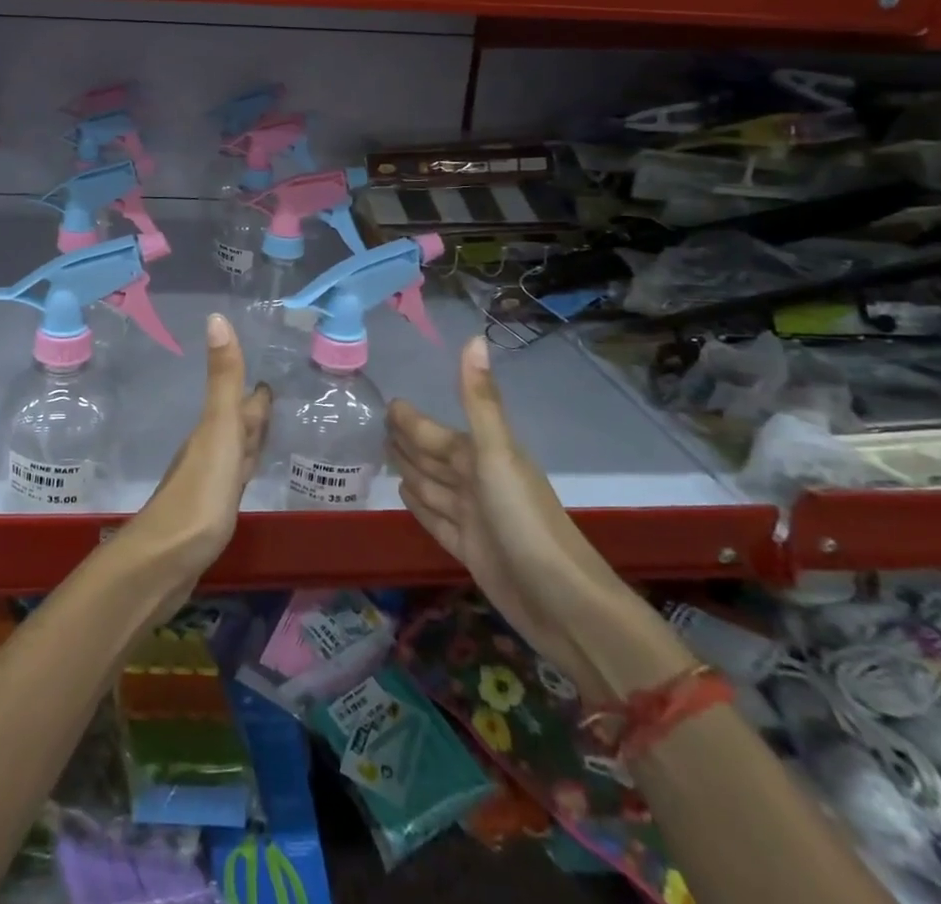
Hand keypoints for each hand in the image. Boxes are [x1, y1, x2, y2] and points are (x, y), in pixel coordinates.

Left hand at [115, 313, 269, 609]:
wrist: (165, 561)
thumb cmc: (199, 494)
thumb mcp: (218, 432)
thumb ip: (223, 380)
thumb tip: (216, 317)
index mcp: (214, 431)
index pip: (240, 402)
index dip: (254, 390)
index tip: (269, 373)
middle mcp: (209, 451)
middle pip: (236, 425)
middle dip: (252, 410)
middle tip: (271, 395)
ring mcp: (208, 483)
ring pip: (234, 452)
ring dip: (249, 439)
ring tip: (264, 429)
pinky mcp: (210, 513)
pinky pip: (233, 480)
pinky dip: (243, 471)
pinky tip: (244, 476)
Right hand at [387, 335, 678, 701]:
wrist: (563, 603)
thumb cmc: (525, 521)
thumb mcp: (497, 454)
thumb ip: (480, 400)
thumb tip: (475, 337)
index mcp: (481, 456)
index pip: (435, 432)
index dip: (412, 419)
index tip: (387, 403)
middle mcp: (476, 482)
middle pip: (433, 456)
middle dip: (408, 440)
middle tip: (377, 425)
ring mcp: (473, 518)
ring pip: (431, 485)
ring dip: (410, 469)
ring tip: (384, 454)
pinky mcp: (468, 550)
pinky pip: (434, 519)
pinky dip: (418, 505)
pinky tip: (403, 495)